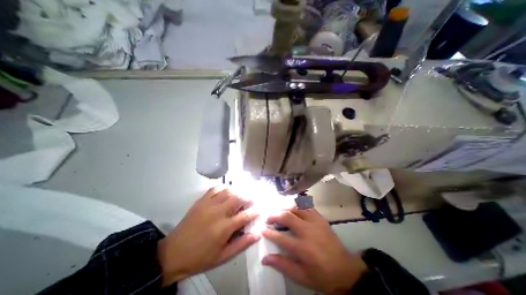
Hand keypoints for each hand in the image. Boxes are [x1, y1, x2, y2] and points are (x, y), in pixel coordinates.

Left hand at [158, 187, 259, 285]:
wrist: (173, 253)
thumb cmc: (201, 257)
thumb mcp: (223, 256)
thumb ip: (241, 244)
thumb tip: (257, 235)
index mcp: (224, 228)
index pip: (245, 215)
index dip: (255, 210)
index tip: (261, 207)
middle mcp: (218, 213)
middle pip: (238, 198)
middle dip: (248, 197)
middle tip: (252, 199)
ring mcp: (208, 205)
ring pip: (228, 191)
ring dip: (237, 191)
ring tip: (242, 194)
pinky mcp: (201, 201)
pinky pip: (215, 189)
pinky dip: (224, 187)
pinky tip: (227, 191)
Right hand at [262, 209, 366, 293]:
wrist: (345, 270)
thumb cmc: (322, 275)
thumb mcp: (301, 277)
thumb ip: (283, 265)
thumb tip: (265, 259)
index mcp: (303, 248)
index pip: (281, 237)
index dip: (269, 232)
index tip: (262, 229)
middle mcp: (308, 231)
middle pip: (287, 217)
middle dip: (274, 215)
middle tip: (268, 217)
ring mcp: (315, 222)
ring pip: (297, 208)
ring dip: (285, 207)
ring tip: (278, 210)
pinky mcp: (320, 218)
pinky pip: (307, 206)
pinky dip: (298, 204)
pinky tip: (293, 206)